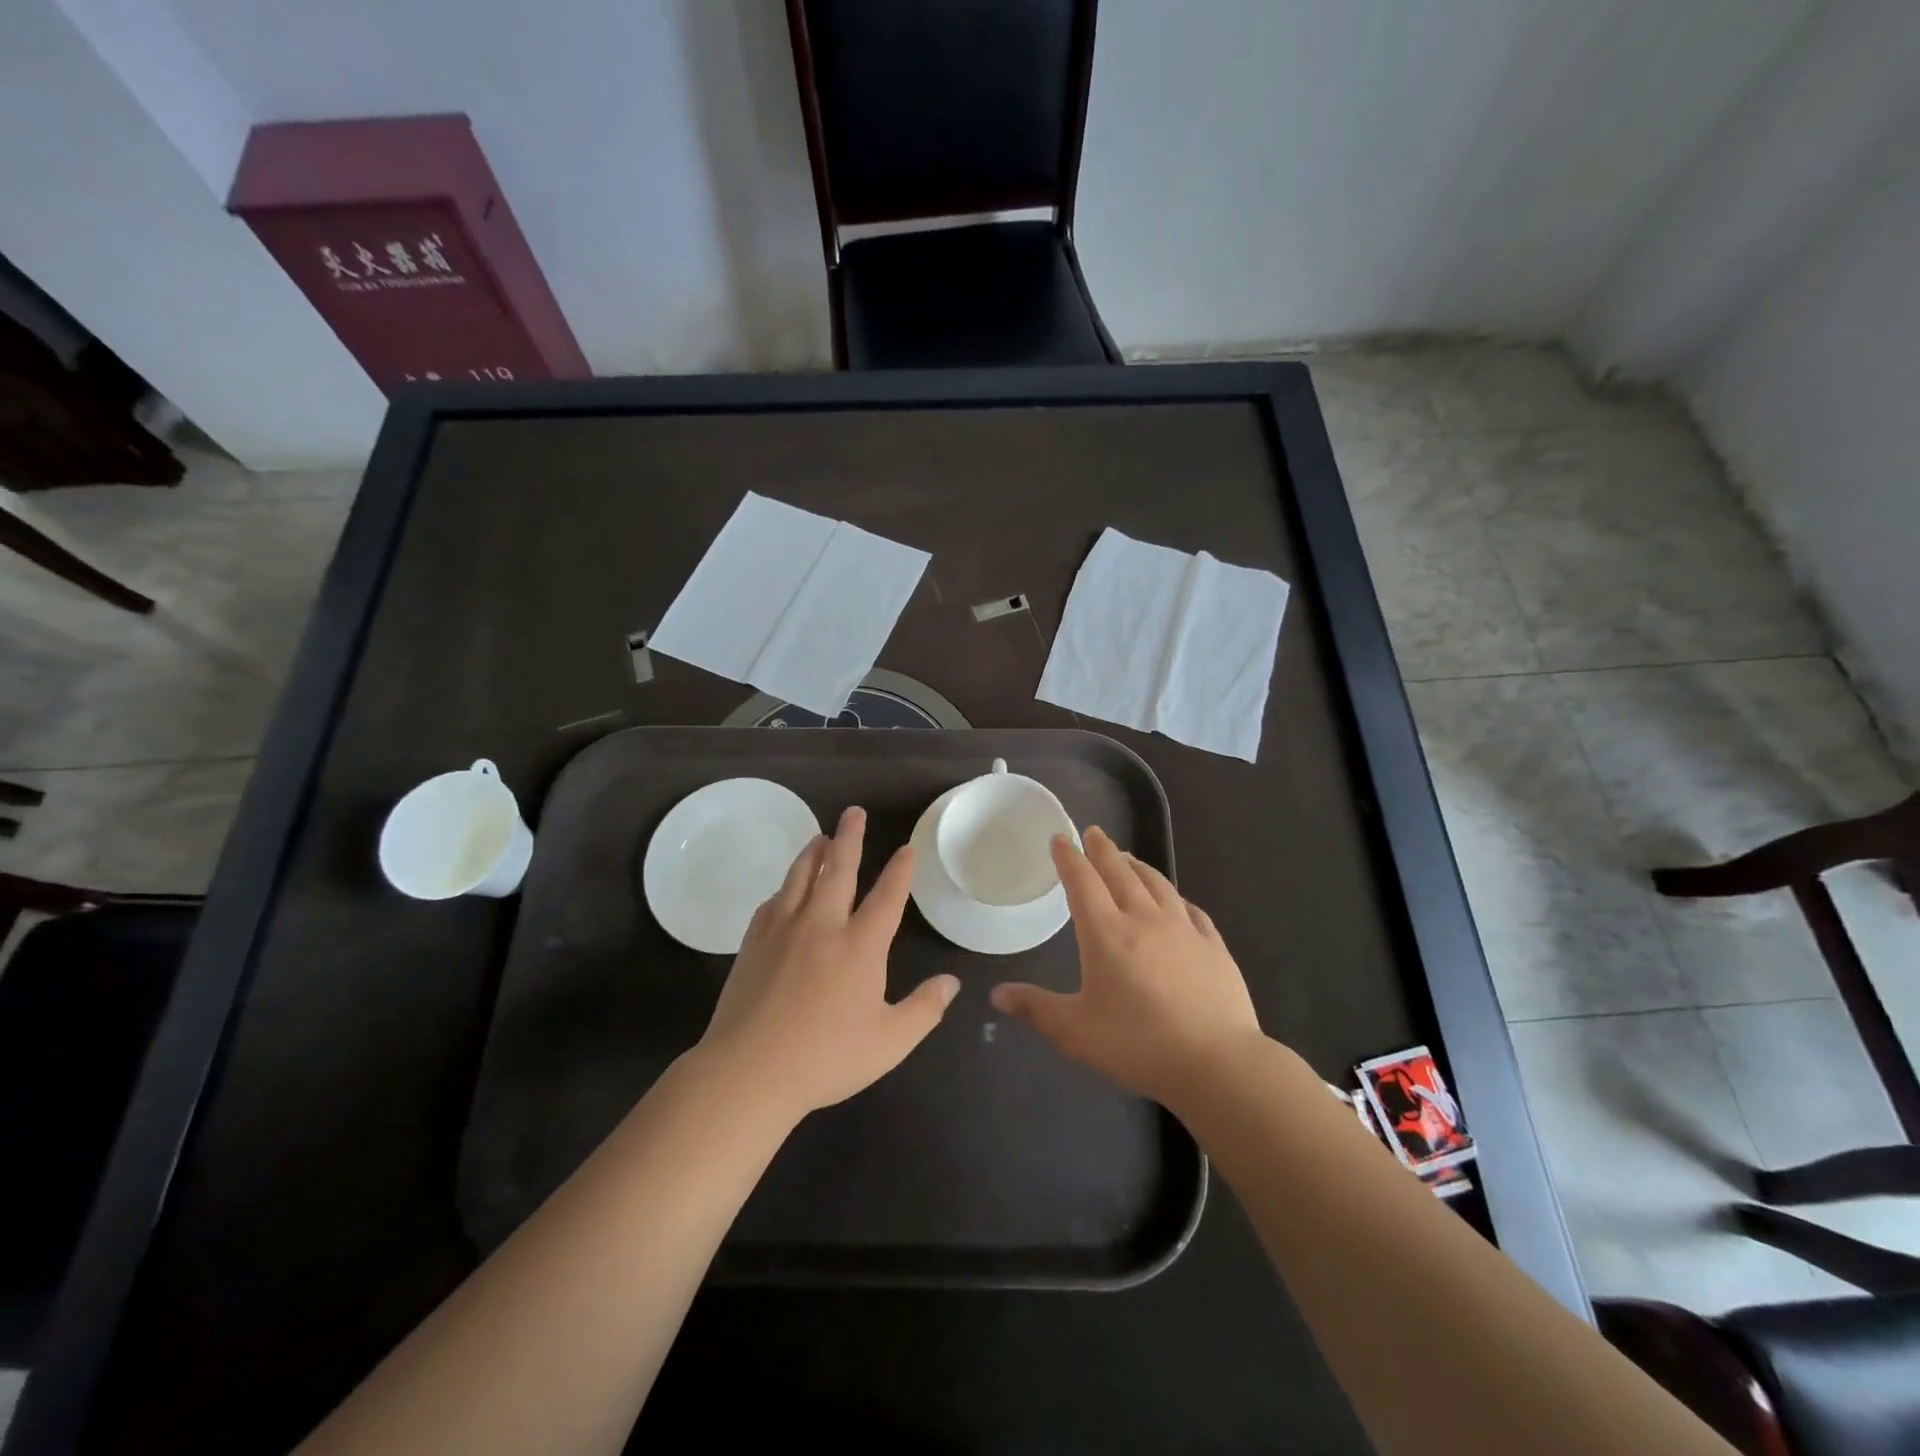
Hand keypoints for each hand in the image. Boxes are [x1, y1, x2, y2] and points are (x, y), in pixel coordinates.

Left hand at [696, 806, 958, 1121]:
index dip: (899, 871)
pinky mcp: (752, 944)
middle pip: (838, 870)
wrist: (749, 1071)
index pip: (886, 897)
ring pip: (800, 878)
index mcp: (860, 945)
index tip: (906, 848)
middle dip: (849, 838)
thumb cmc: (826, 1057)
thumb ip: (924, 1009)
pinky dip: (783, 889)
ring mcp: (783, 931)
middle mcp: (822, 926)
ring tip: (820, 836)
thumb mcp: (890, 1041)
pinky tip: (783, 891)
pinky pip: (771, 904)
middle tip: (854, 812)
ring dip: (813, 854)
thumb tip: (951, 982)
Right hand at [990, 826, 1262, 1109]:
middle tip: (1094, 832)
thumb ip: (1036, 1009)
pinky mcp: (1214, 947)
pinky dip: (1177, 898)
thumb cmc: (1137, 1045)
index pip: (1082, 883)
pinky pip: (1192, 910)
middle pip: (1121, 873)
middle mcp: (1144, 920)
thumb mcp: (1075, 1032)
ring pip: (1157, 885)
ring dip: (1139, 866)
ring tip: (1128, 857)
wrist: (1217, 1063)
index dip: (1069, 858)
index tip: (1060, 838)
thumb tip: (996, 995)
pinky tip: (1177, 900)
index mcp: (1106, 934)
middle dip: (1103, 850)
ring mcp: (1184, 930)